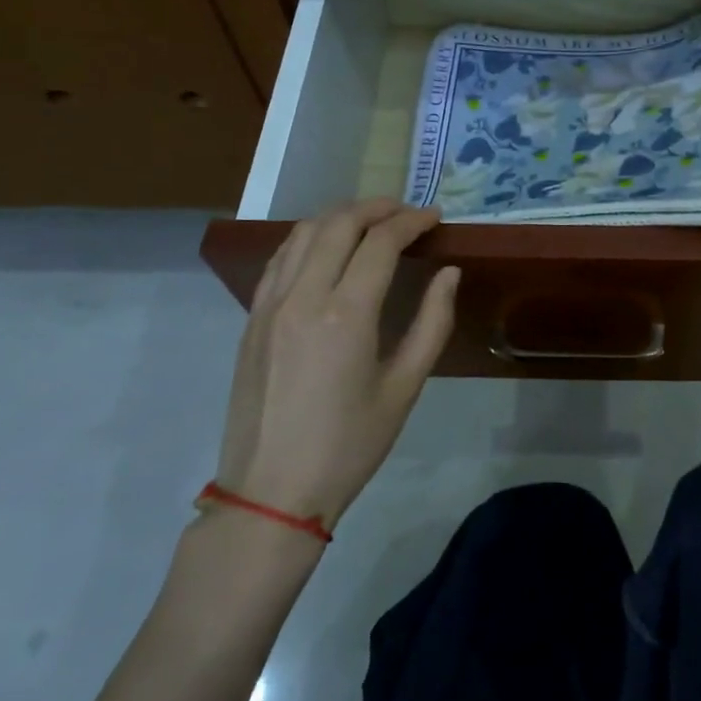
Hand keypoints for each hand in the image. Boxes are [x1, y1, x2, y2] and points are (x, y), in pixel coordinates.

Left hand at [215, 200, 459, 530]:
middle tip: (406, 212)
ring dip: (340, 216)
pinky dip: (308, 238)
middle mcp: (303, 297)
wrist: (271, 492)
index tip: (435, 217)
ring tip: (370, 221)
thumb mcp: (405, 388)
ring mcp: (269, 305)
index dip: (411, 221)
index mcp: (345, 314)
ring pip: (302, 233)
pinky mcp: (251, 319)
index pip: (380, 242)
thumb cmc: (349, 445)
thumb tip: (449, 273)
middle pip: (338, 223)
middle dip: (376, 207)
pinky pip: (280, 258)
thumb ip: (432, 323)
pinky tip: (327, 247)